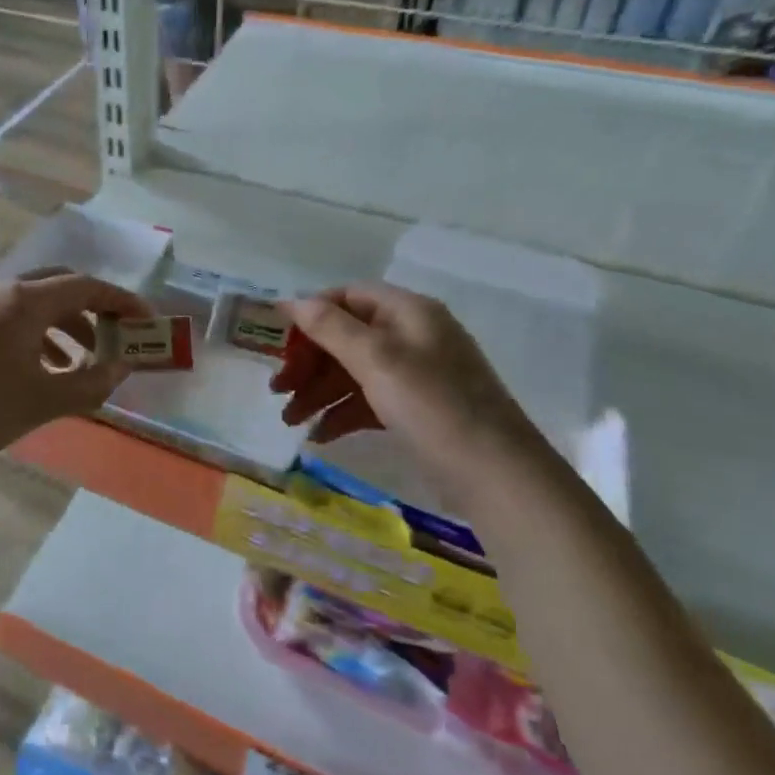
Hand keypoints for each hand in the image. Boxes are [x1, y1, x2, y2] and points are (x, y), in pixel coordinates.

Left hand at [0, 268, 150, 480]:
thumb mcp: (44, 401)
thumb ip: (93, 382)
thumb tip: (122, 367)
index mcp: (23, 300)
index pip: (86, 286)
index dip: (122, 302)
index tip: (147, 321)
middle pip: (59, 286)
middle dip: (93, 310)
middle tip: (115, 338)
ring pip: (32, 303)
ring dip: (64, 326)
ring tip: (81, 365)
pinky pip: (8, 317)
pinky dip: (35, 335)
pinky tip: (41, 370)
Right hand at [271, 283, 549, 499]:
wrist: (497, 476)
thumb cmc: (434, 407)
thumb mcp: (378, 361)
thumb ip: (331, 328)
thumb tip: (290, 300)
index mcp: (409, 313)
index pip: (347, 297)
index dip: (310, 314)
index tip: (276, 342)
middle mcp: (413, 336)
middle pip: (346, 337)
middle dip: (309, 362)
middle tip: (278, 390)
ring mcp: (416, 375)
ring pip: (354, 372)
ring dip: (319, 392)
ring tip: (289, 420)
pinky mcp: (417, 410)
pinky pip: (369, 401)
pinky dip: (342, 413)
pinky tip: (320, 435)